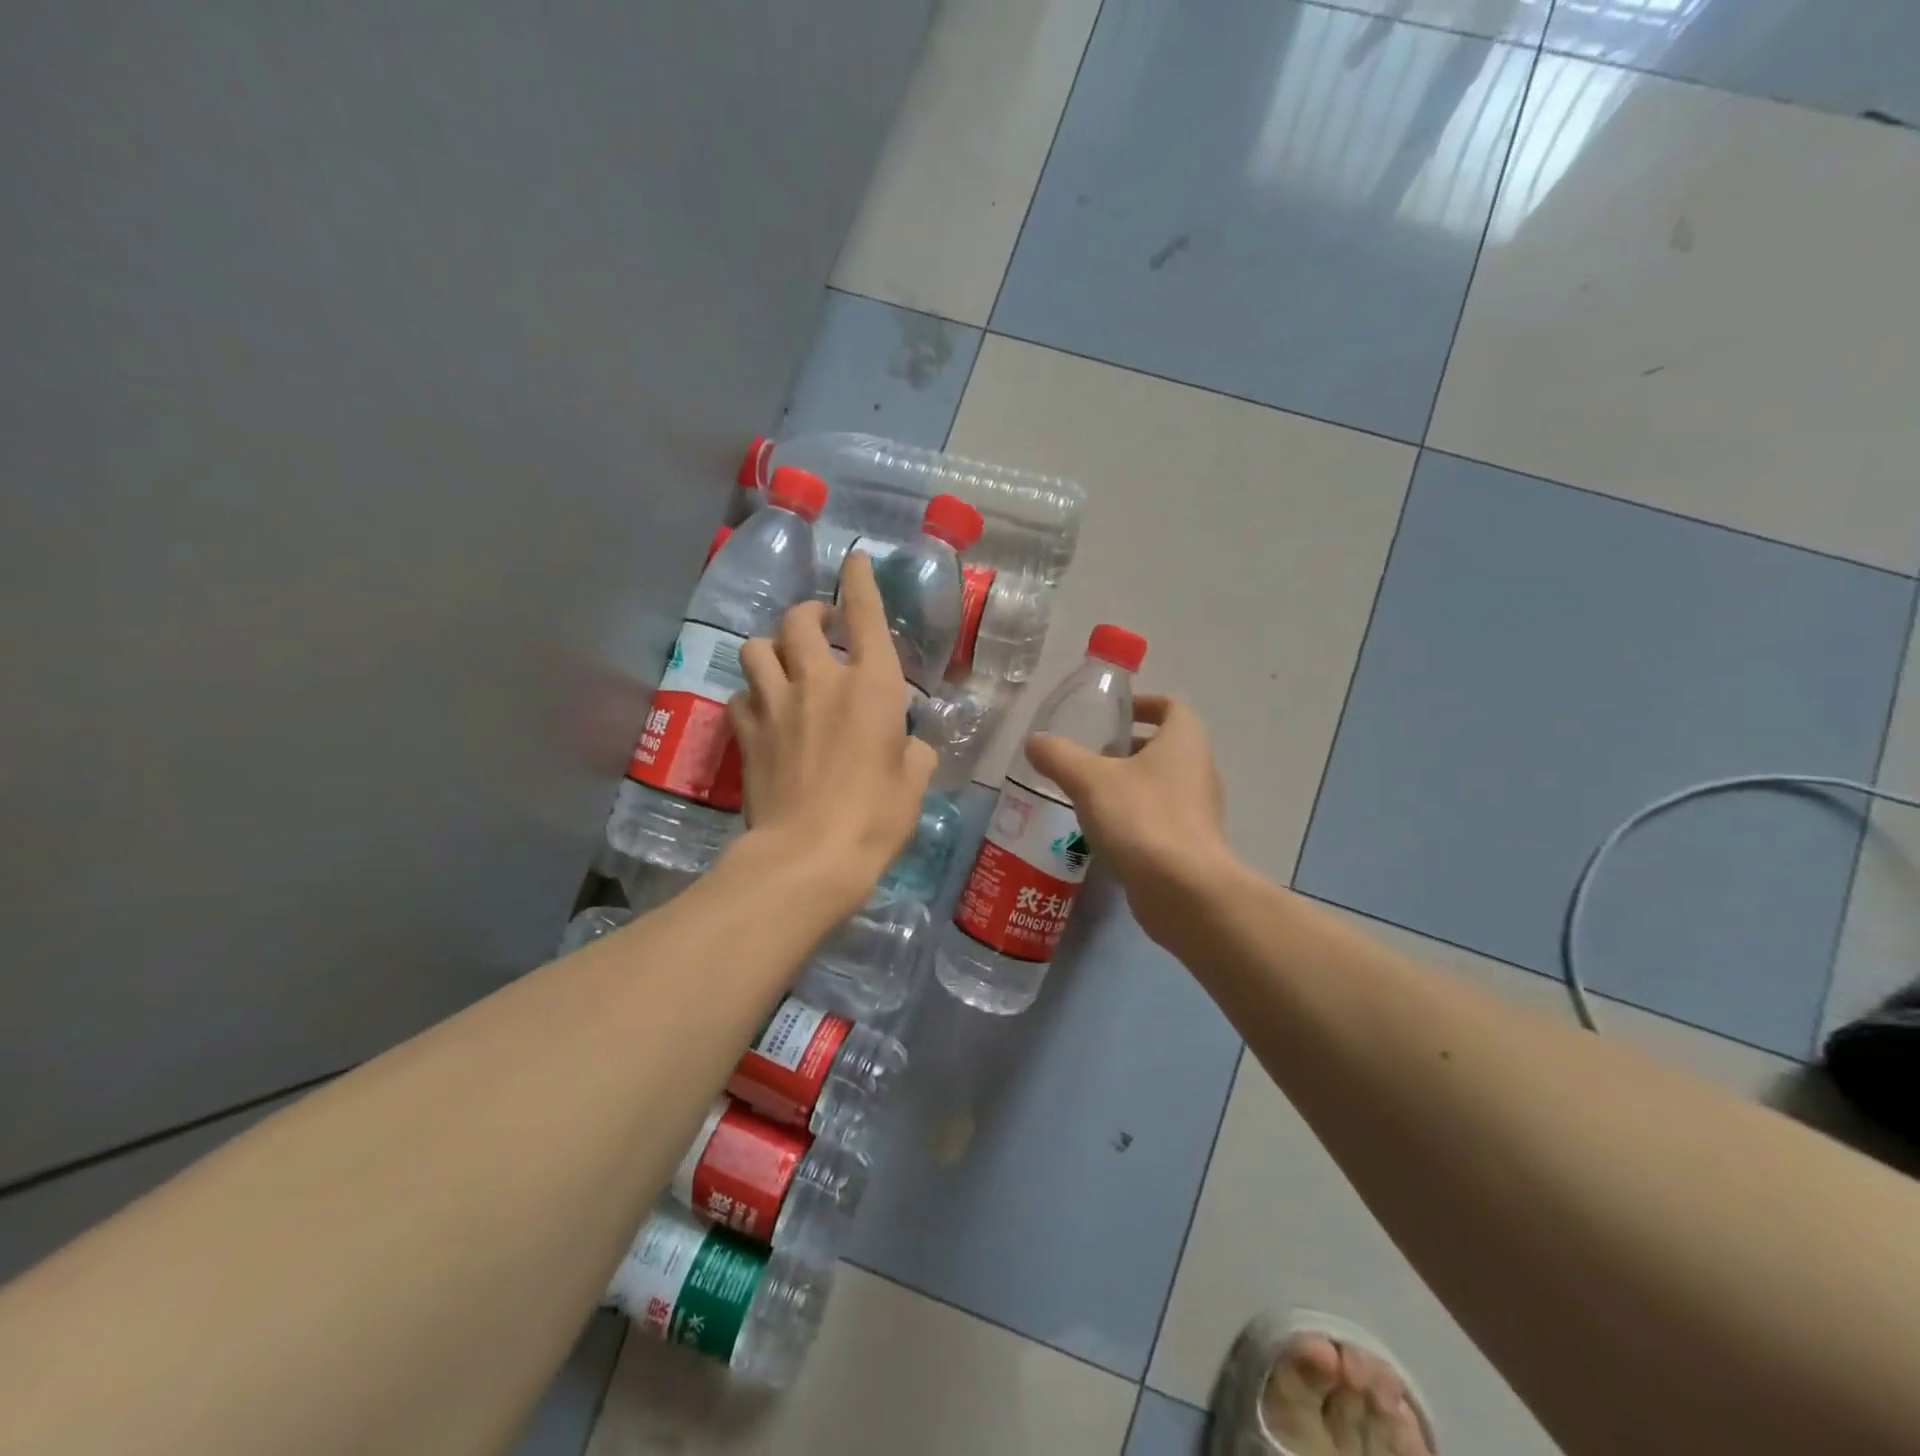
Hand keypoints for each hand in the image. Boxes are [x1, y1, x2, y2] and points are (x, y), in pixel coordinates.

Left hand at [728, 552, 936, 912]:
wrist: (809, 855)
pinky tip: (761, 711)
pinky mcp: (746, 732)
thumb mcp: (914, 783)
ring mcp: (776, 703)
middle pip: (799, 620)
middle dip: (809, 614)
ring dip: (771, 649)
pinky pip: (740, 695)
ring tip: (782, 664)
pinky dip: (751, 695)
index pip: (866, 614)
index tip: (855, 560)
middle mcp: (820, 680)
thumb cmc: (876, 817)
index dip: (860, 582)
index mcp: (872, 685)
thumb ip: (914, 753)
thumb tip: (908, 746)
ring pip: (756, 648)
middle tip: (820, 626)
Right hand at [1025, 695, 1235, 943]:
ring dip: (1131, 783)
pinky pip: (1163, 817)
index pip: (1171, 707)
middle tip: (1092, 756)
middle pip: (1166, 746)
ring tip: (1091, 794)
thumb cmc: (1141, 818)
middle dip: (1129, 747)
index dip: (1143, 705)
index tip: (1113, 715)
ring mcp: (1201, 810)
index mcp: (1185, 741)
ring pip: (1163, 784)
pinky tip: (1106, 832)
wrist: (1184, 890)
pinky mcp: (1193, 844)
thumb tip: (1035, 742)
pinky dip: (1137, 816)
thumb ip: (1059, 756)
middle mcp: (1200, 769)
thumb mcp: (1089, 780)